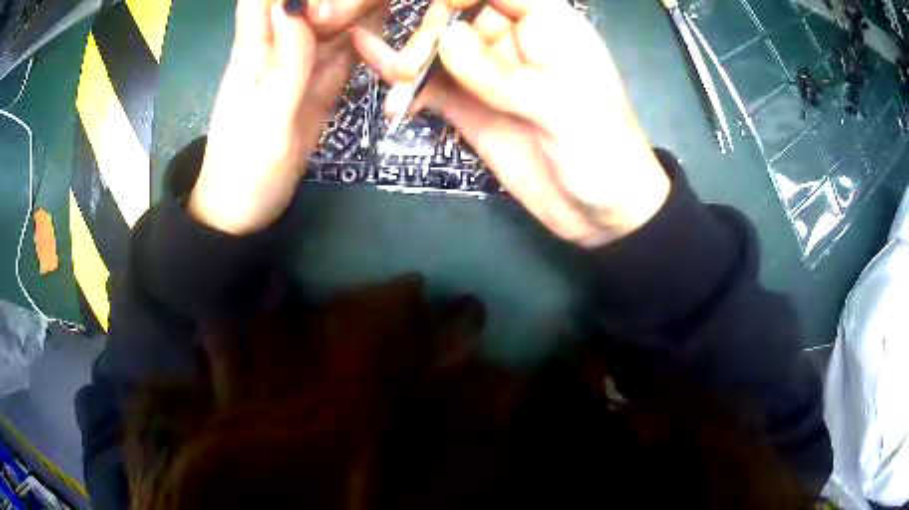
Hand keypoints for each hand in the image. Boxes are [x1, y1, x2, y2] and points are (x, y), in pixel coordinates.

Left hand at [190, 0, 381, 233]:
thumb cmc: (245, 169)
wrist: (247, 208)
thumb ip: (285, 64)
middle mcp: (279, 45)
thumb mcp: (266, 118)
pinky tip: (386, 21)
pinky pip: (346, 49)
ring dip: (359, 9)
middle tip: (369, 5)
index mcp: (254, 48)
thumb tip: (297, 3)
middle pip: (309, 2)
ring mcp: (303, 63)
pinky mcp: (320, 82)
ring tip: (386, 6)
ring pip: (333, 19)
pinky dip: (367, 35)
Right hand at [352, 0, 669, 246]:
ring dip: (411, 63)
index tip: (437, 20)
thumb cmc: (601, 152)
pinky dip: (406, 82)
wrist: (601, 211)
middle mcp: (514, 40)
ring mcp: (489, 74)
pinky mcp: (472, 106)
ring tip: (400, 91)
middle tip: (412, 71)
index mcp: (549, 25)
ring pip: (439, 48)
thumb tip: (447, 36)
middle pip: (458, 15)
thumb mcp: (560, 108)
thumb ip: (501, 73)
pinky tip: (379, 77)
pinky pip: (433, 84)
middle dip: (430, 35)